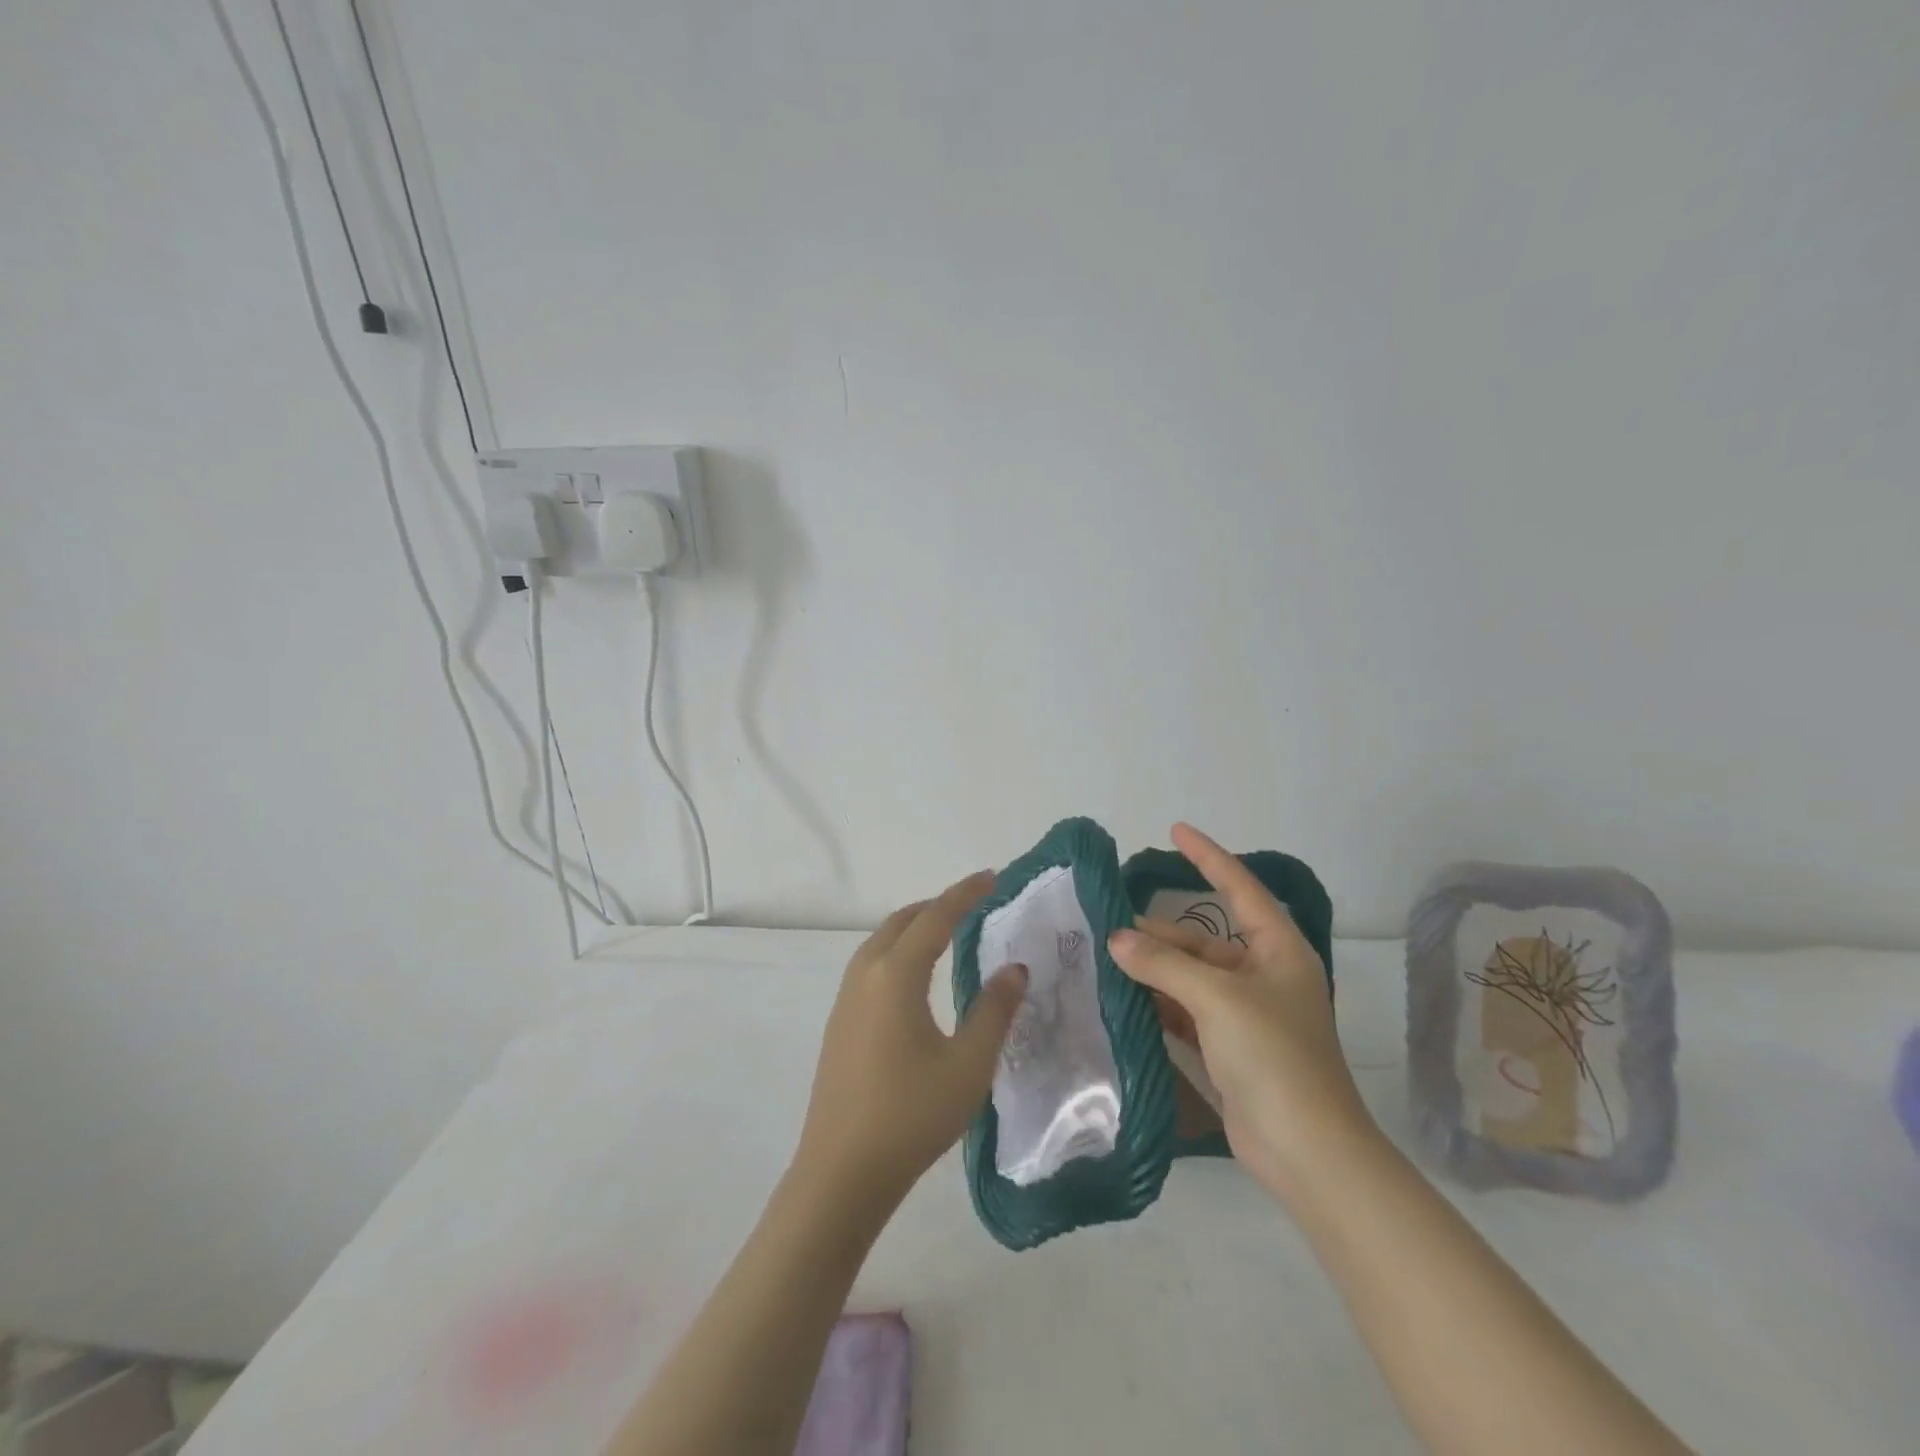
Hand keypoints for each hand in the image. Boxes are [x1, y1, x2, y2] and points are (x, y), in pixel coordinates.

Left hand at [790, 872, 1028, 1222]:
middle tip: (974, 904)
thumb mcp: (969, 1063)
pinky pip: (871, 965)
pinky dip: (899, 951)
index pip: (935, 918)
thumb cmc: (912, 1114)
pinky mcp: (840, 1023)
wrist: (842, 1172)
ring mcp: (846, 999)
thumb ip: (995, 1010)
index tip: (992, 877)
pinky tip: (915, 979)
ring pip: (882, 942)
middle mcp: (866, 974)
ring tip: (947, 933)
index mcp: (896, 974)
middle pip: (902, 921)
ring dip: (914, 927)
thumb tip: (1014, 969)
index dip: (965, 894)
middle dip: (938, 906)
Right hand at [1108, 824, 1375, 1202]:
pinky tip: (1125, 996)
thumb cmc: (1274, 1056)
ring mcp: (1246, 1014)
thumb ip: (1164, 965)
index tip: (1176, 831)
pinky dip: (1159, 1002)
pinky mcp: (1229, 1047)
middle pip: (1205, 939)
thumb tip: (1116, 939)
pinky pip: (1186, 1010)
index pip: (1240, 889)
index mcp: (1278, 951)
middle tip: (1111, 924)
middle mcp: (1264, 975)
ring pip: (1191, 976)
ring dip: (1155, 968)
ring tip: (1108, 957)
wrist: (1306, 1150)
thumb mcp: (1218, 999)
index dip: (1208, 857)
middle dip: (1161, 932)